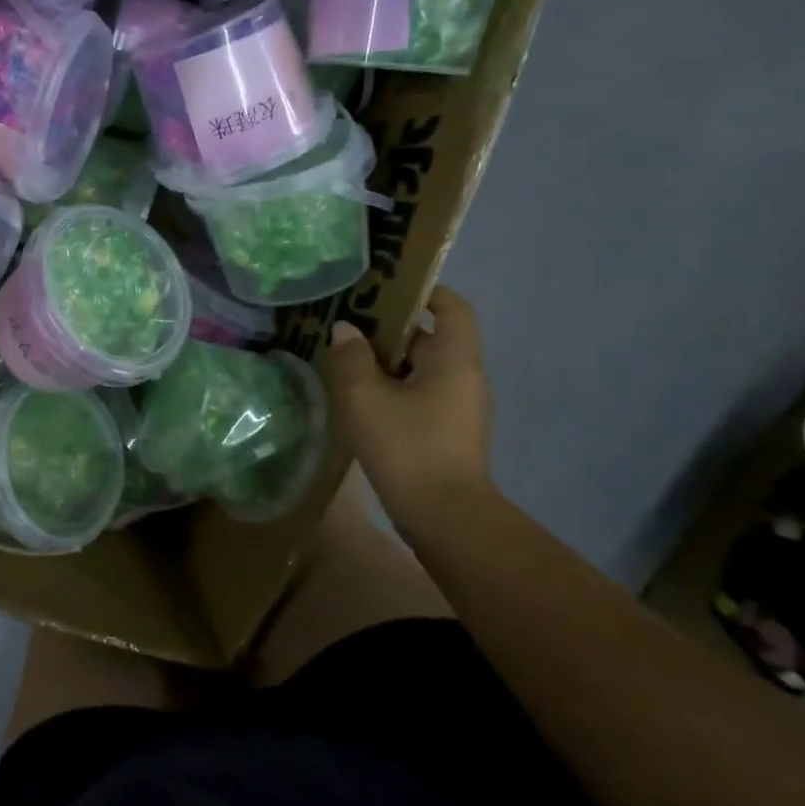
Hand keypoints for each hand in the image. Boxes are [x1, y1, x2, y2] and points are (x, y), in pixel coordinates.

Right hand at [323, 286, 492, 514]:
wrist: (445, 518)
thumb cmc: (409, 447)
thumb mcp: (367, 398)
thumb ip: (351, 358)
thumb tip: (345, 330)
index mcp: (455, 359)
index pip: (451, 307)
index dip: (424, 291)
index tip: (385, 287)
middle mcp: (463, 377)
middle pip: (428, 337)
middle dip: (388, 328)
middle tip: (345, 322)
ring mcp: (456, 407)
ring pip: (418, 368)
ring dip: (384, 361)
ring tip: (342, 356)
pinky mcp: (444, 431)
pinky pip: (417, 394)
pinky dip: (389, 387)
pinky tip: (356, 396)